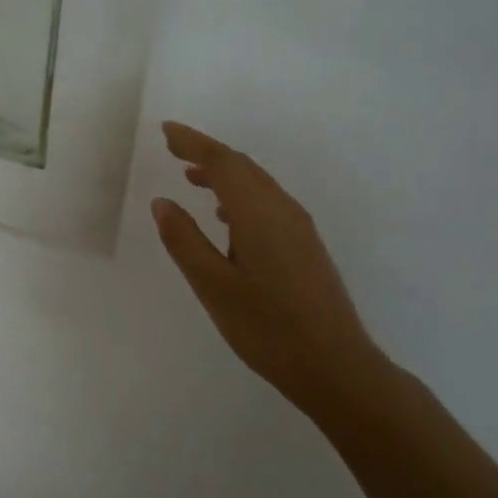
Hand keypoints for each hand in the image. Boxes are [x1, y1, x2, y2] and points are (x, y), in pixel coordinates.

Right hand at [152, 122, 389, 418]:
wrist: (335, 366)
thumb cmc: (266, 327)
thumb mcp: (212, 285)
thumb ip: (184, 240)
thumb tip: (163, 202)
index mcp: (258, 213)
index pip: (221, 162)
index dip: (192, 142)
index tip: (166, 130)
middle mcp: (282, 210)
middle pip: (242, 167)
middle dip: (207, 153)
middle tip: (173, 148)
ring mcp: (299, 228)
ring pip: (257, 185)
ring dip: (224, 174)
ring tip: (192, 177)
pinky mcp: (305, 246)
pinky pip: (267, 203)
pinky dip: (240, 196)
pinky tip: (226, 216)